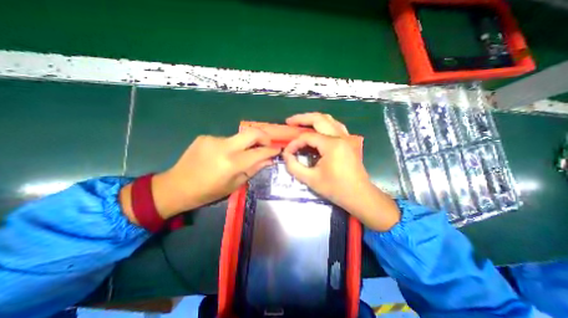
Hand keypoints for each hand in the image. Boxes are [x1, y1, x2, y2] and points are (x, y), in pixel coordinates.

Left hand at [121, 128, 279, 221]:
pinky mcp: (205, 137)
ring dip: (245, 144)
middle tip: (267, 144)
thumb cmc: (208, 192)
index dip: (271, 150)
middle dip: (264, 136)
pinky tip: (223, 156)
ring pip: (239, 137)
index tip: (278, 149)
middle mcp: (223, 147)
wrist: (176, 186)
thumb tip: (269, 160)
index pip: (259, 152)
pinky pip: (226, 139)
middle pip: (252, 132)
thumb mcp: (234, 185)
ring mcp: (213, 139)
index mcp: (231, 163)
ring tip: (240, 156)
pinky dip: (231, 146)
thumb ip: (253, 169)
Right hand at [281, 112, 397, 230]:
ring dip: (313, 119)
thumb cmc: (336, 189)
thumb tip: (286, 155)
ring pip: (329, 119)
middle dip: (302, 118)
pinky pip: (335, 126)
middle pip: (319, 119)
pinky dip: (324, 124)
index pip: (307, 137)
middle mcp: (340, 136)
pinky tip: (317, 129)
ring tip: (301, 123)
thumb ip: (294, 166)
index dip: (294, 143)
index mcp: (332, 145)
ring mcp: (346, 137)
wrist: (359, 195)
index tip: (287, 152)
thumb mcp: (311, 179)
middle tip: (289, 121)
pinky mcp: (348, 141)